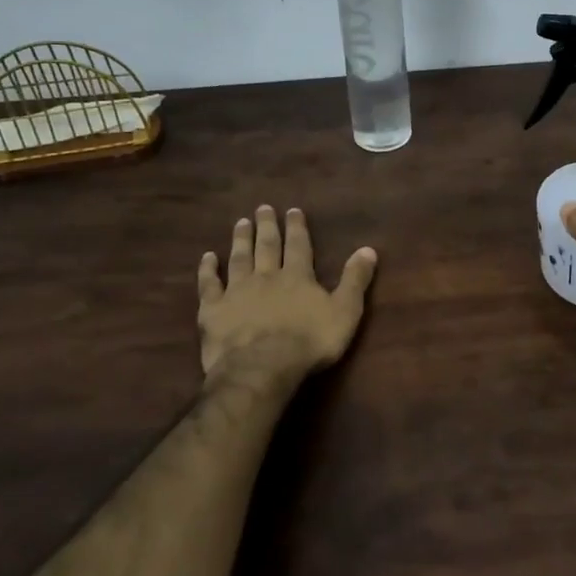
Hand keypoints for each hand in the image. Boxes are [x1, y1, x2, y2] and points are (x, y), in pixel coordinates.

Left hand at [197, 205, 378, 388]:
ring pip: (239, 259)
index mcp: (297, 277)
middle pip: (266, 246)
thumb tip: (368, 249)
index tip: (292, 210)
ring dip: (240, 240)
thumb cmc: (308, 343)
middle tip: (262, 208)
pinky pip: (209, 285)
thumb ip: (355, 281)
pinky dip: (208, 270)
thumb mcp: (344, 312)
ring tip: (240, 223)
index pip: (298, 245)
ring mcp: (237, 291)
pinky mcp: (213, 310)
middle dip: (266, 226)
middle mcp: (266, 276)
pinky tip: (207, 257)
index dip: (296, 228)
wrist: (261, 367)